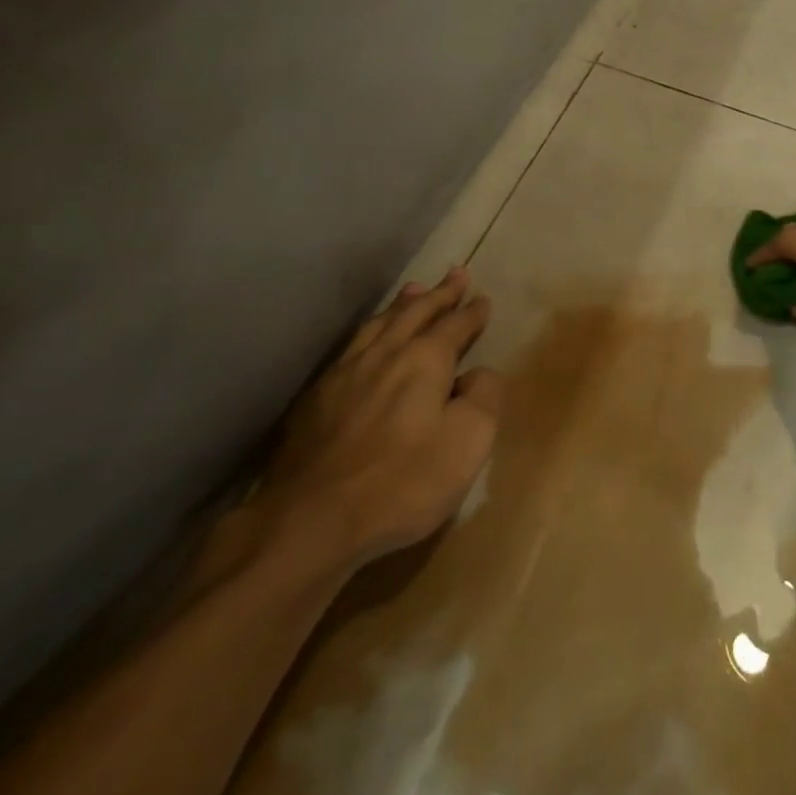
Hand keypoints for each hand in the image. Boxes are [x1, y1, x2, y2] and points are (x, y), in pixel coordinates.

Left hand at [254, 267, 501, 573]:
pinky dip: (371, 330)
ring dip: (402, 304)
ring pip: (380, 323)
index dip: (472, 312)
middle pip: (417, 312)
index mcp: (425, 360)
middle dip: (440, 294)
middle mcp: (386, 353)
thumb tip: (478, 374)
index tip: (483, 299)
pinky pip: (352, 346)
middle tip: (457, 274)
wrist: (311, 521)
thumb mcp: (469, 442)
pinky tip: (368, 338)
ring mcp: (345, 372)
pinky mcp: (317, 398)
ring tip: (413, 289)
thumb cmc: (403, 482)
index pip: (455, 325)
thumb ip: (484, 397)